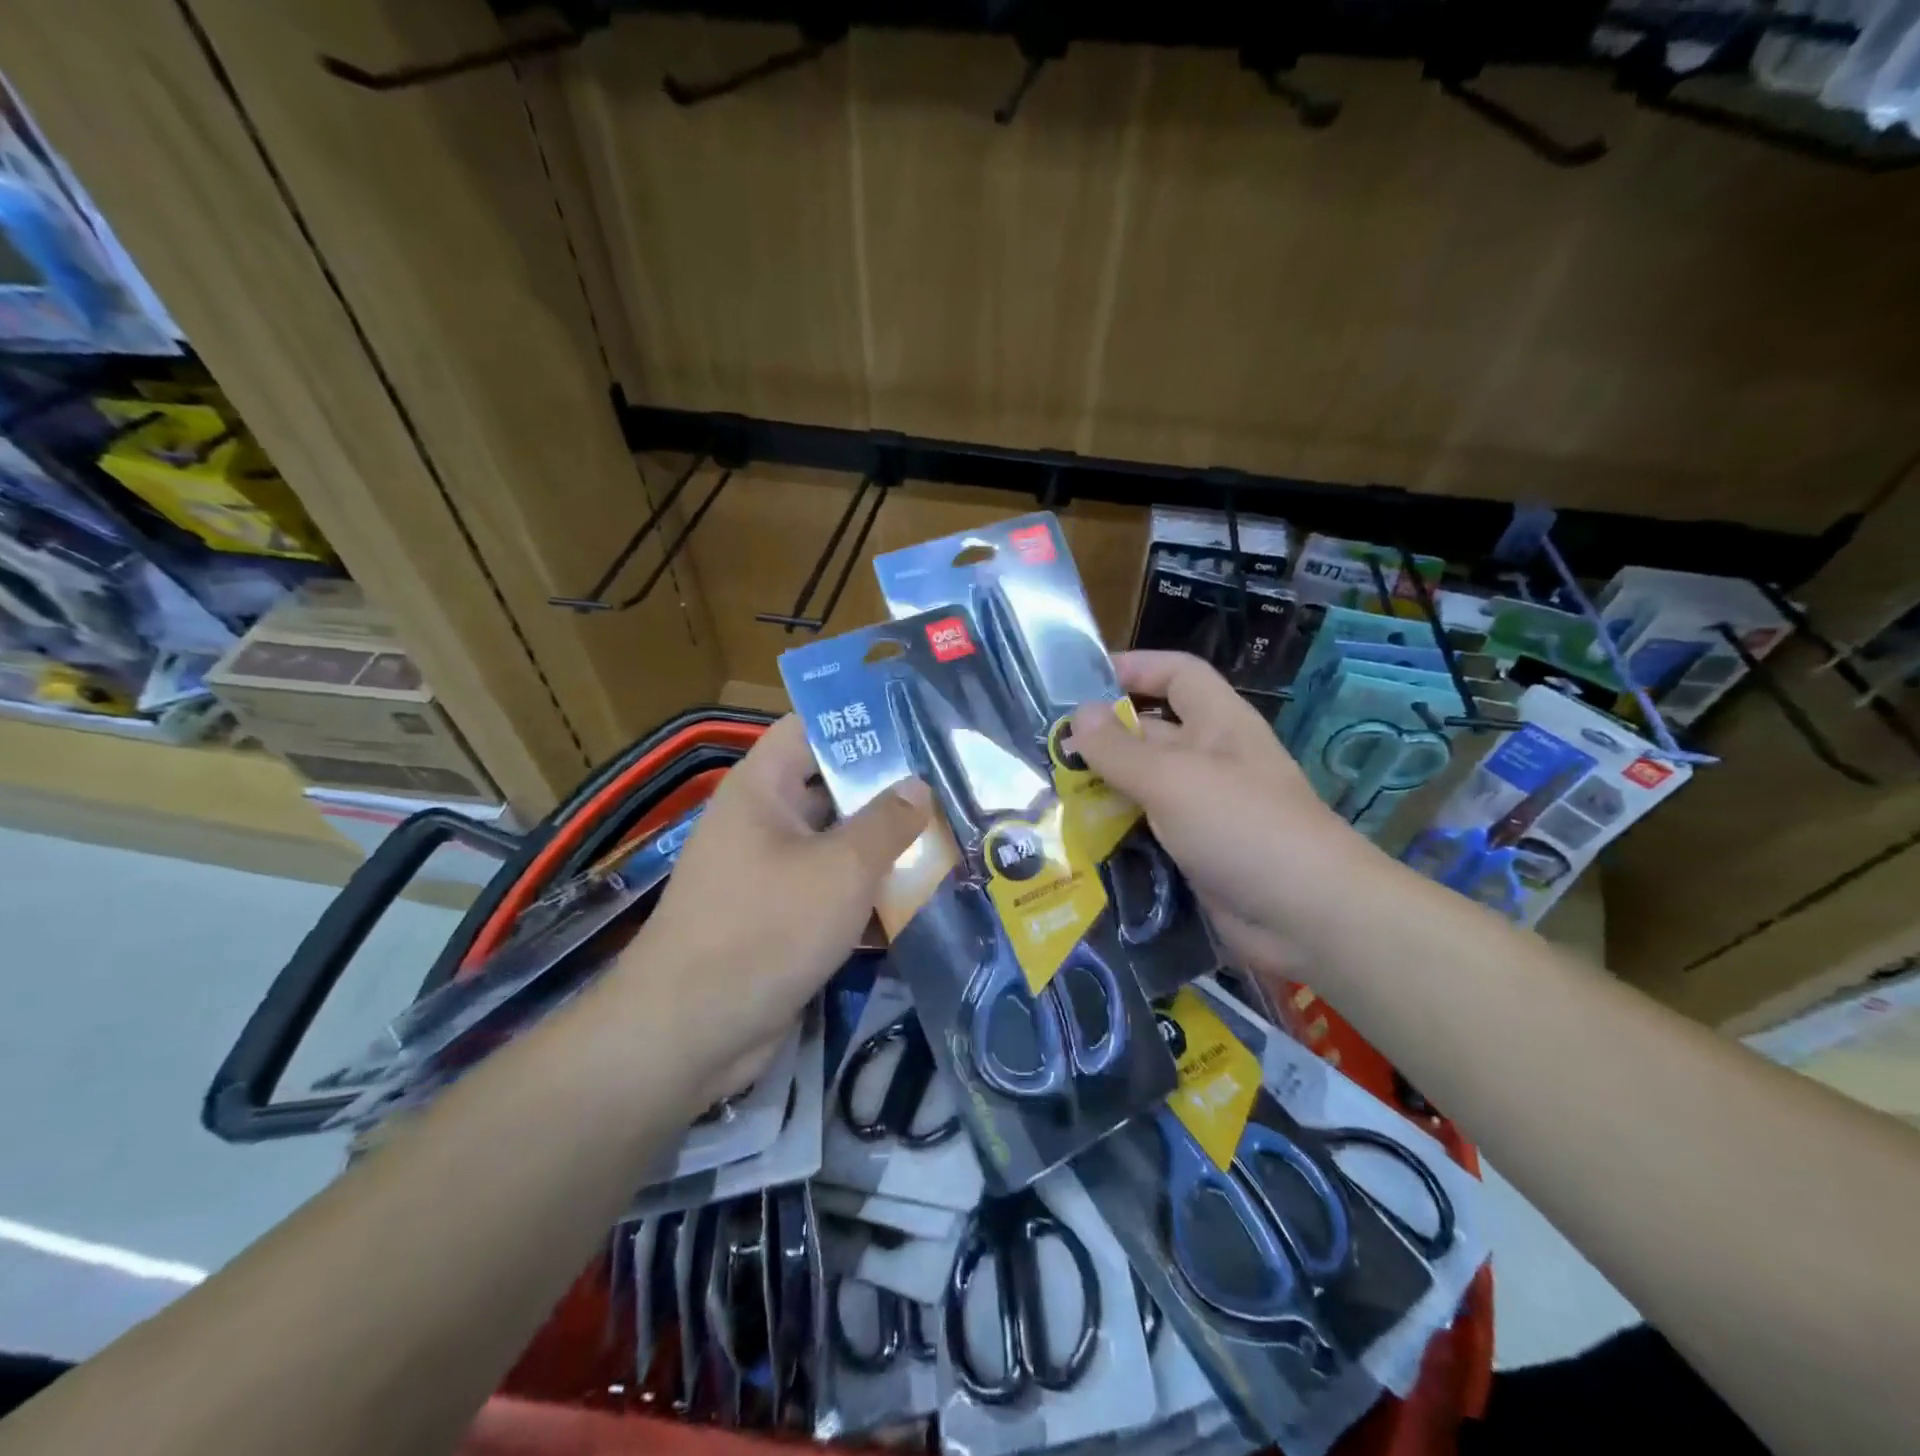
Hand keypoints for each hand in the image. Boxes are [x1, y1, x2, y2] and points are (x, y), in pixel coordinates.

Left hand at [616, 715, 928, 1107]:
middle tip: (952, 788)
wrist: (690, 1034)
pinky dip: (868, 893)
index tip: (918, 727)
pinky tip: (920, 900)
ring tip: (950, 839)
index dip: (859, 723)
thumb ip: (886, 822)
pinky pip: (831, 891)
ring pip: (837, 846)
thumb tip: (918, 785)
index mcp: (762, 789)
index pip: (810, 730)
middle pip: (832, 789)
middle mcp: (763, 822)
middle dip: (888, 792)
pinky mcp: (780, 920)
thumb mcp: (840, 868)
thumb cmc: (765, 928)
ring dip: (884, 849)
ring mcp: (770, 874)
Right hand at [1068, 651, 1379, 957]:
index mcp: (1217, 723)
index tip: (1080, 684)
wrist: (1308, 917)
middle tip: (1044, 750)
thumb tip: (1078, 714)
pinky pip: (1147, 830)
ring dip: (1102, 789)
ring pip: (1143, 785)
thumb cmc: (1242, 826)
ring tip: (1046, 795)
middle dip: (1102, 737)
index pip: (1176, 673)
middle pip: (1150, 731)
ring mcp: (1203, 808)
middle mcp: (1210, 759)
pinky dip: (1115, 832)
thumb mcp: (1173, 779)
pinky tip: (1075, 839)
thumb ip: (1120, 749)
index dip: (1134, 668)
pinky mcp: (1194, 851)